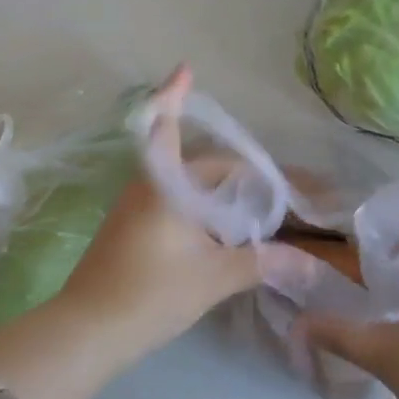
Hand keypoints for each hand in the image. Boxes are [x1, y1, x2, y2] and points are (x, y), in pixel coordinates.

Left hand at [56, 67, 262, 356]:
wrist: (88, 331)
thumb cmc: (151, 292)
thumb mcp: (213, 277)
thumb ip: (261, 263)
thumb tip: (311, 265)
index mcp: (164, 184)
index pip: (171, 127)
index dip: (176, 95)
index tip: (185, 67)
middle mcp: (145, 186)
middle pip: (192, 162)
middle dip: (228, 169)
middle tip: (266, 187)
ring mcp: (132, 207)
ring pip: (179, 184)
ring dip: (211, 188)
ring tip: (248, 207)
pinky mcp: (127, 229)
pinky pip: (168, 201)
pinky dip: (195, 205)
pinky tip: (215, 229)